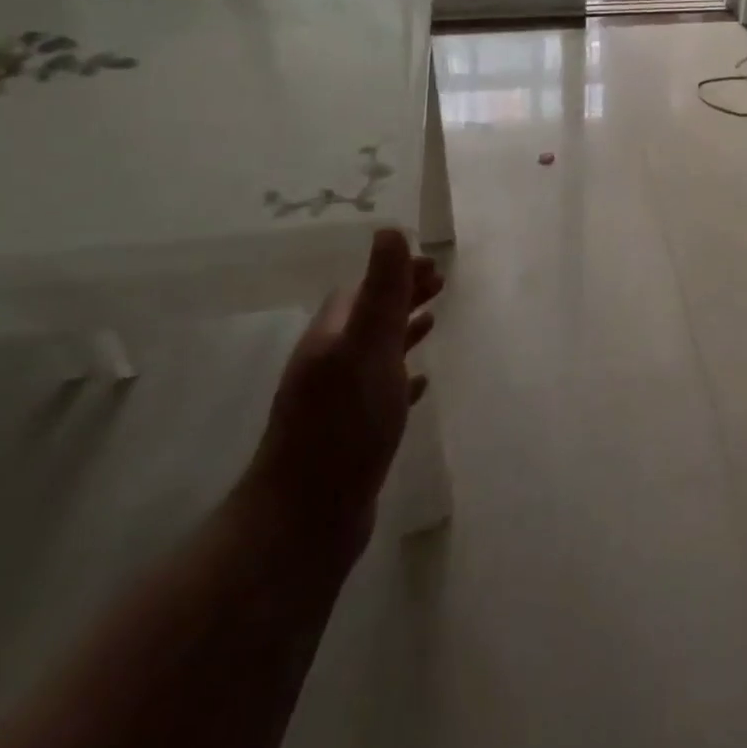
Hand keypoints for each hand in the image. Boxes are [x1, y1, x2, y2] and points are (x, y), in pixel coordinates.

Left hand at [246, 229, 441, 554]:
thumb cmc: (343, 424)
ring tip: (434, 322)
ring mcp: (336, 402)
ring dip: (402, 332)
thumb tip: (390, 230)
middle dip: (402, 297)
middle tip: (441, 287)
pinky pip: (380, 392)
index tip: (435, 266)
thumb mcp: (368, 348)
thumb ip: (383, 291)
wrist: (305, 518)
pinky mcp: (350, 435)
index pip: (363, 289)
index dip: (396, 272)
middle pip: (368, 317)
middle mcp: (329, 363)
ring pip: (374, 353)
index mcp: (331, 337)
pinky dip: (402, 378)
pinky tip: (421, 383)